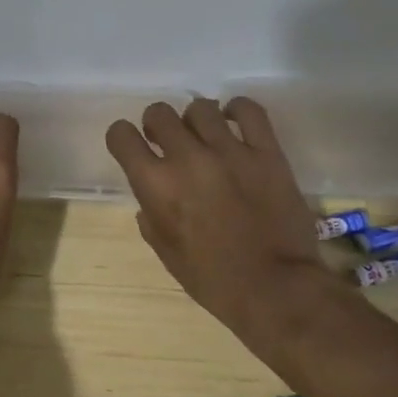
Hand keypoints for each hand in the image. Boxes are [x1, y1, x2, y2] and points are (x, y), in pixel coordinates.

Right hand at [106, 98, 349, 334]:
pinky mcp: (266, 152)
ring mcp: (230, 151)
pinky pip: (249, 110)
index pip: (121, 135)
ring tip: (205, 136)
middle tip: (169, 143)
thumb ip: (151, 216)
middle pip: (159, 112)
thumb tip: (151, 196)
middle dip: (157, 125)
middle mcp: (187, 158)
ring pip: (200, 107)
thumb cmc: (213, 280)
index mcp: (156, 185)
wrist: (276, 289)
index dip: (123, 138)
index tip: (133, 146)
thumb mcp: (166, 253)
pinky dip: (237, 109)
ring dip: (195, 121)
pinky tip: (234, 121)